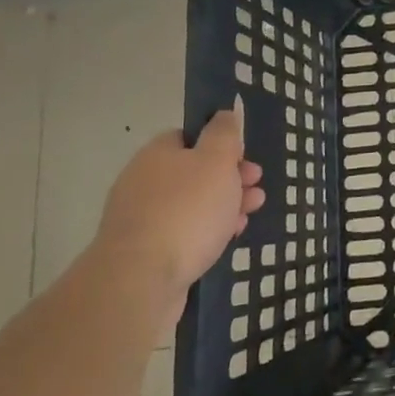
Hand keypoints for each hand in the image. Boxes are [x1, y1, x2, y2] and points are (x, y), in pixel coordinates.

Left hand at [92, 100, 263, 320]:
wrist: (139, 281)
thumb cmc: (186, 211)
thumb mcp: (216, 160)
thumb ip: (224, 133)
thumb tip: (224, 114)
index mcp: (157, 154)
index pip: (190, 136)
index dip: (221, 144)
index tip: (244, 157)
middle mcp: (144, 182)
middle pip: (194, 172)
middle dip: (229, 178)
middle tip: (256, 186)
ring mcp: (141, 219)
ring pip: (192, 204)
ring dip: (224, 205)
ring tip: (251, 213)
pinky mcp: (145, 253)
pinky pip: (183, 233)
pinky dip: (207, 232)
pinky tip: (228, 239)